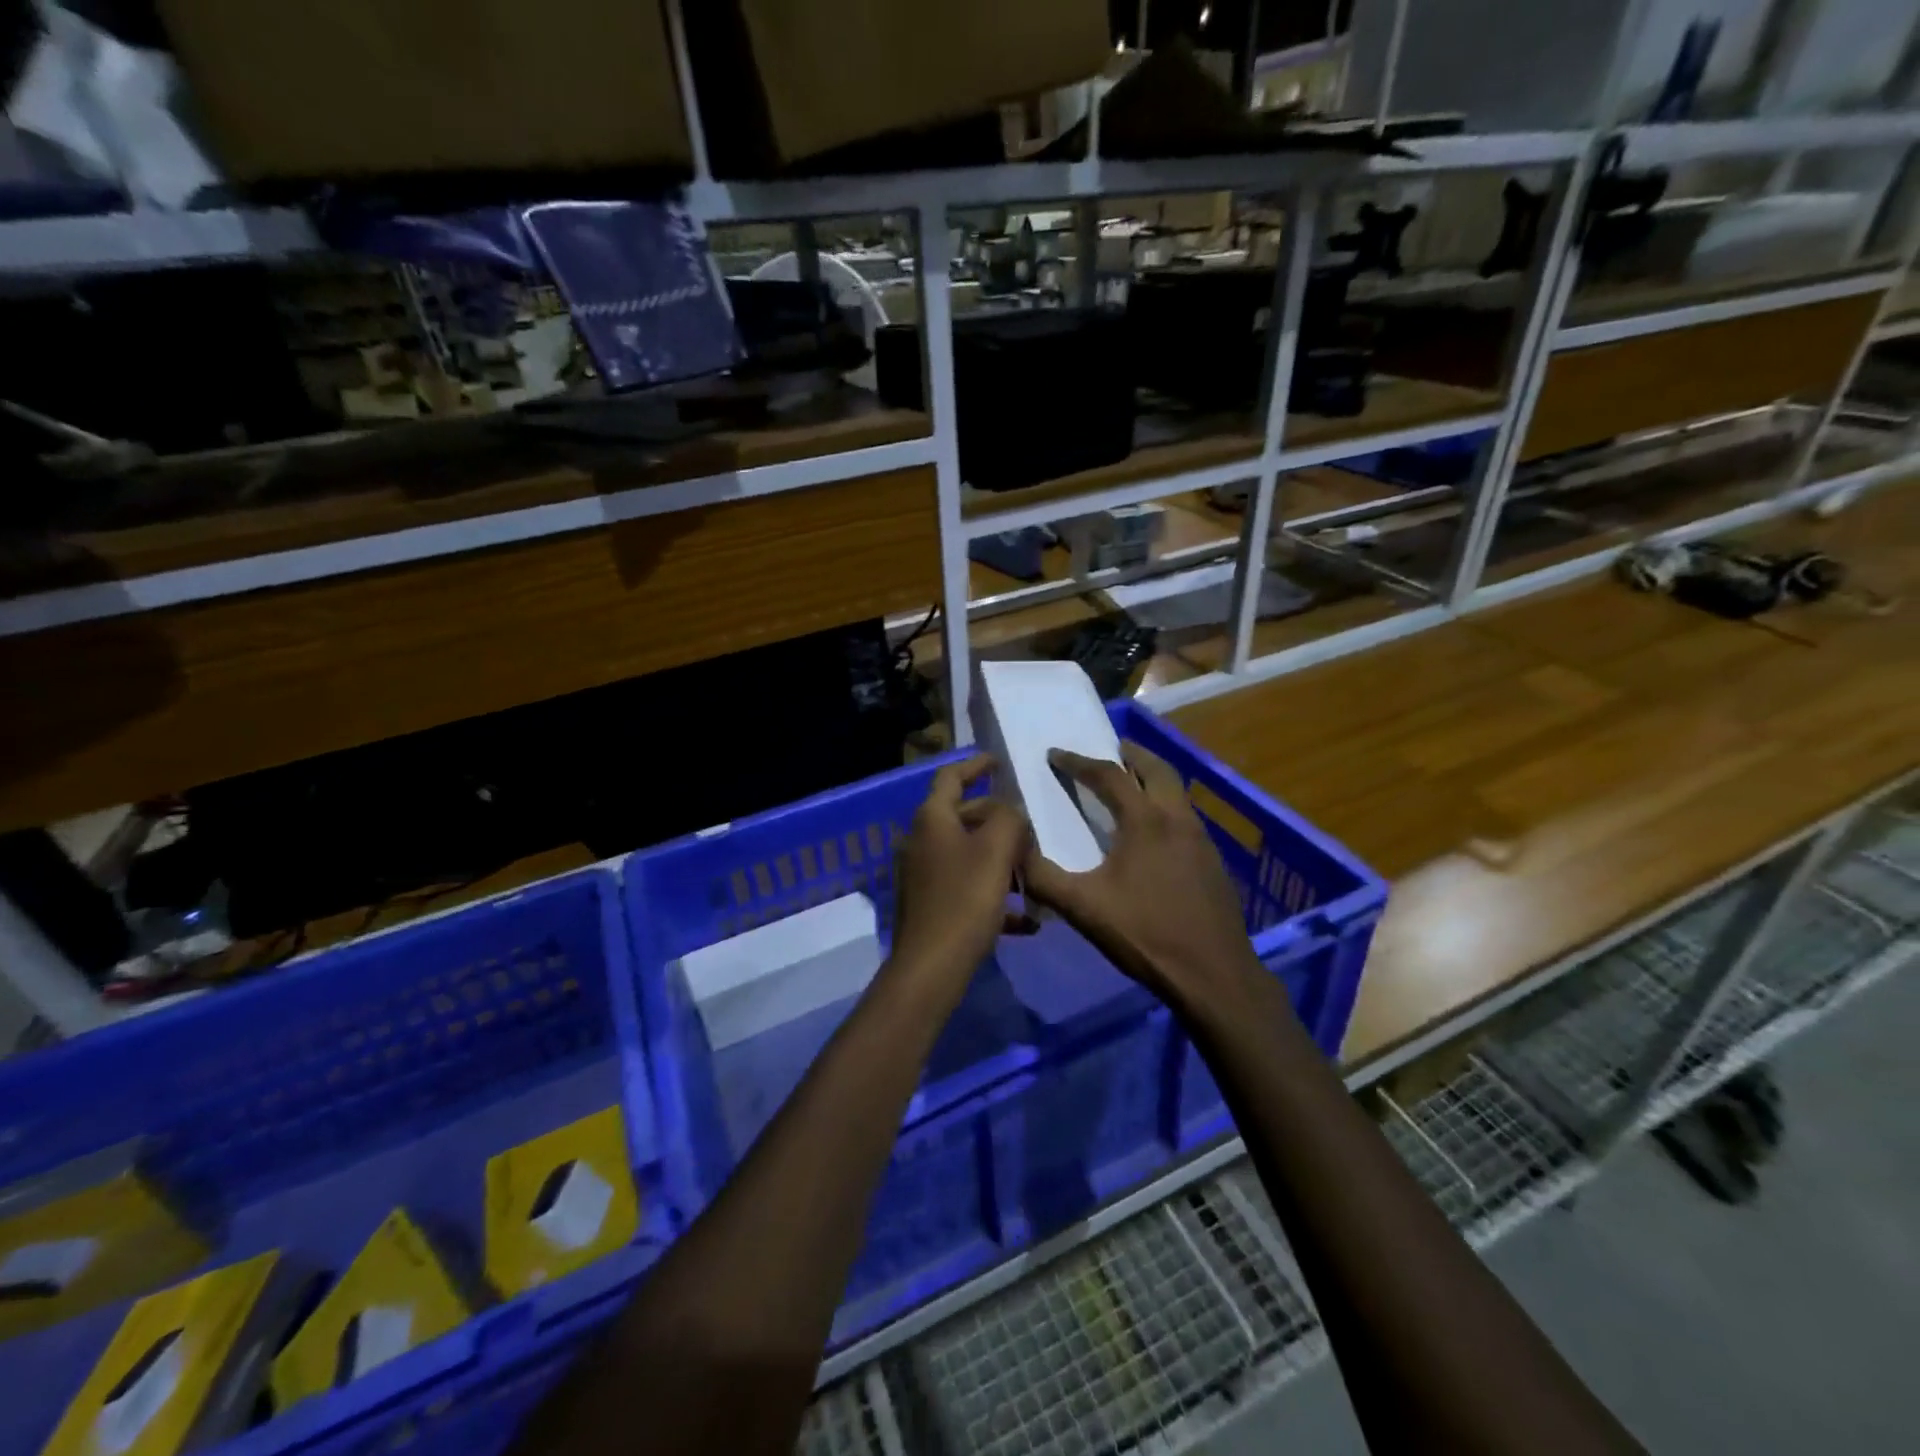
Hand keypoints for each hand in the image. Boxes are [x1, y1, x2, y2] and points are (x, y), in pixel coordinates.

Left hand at [888, 757, 1032, 996]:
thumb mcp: (996, 850)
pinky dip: (995, 895)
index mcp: (932, 819)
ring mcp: (923, 875)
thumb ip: (1009, 818)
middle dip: (998, 820)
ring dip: (1001, 860)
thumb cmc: (964, 900)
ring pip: (969, 855)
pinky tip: (1027, 919)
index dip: (976, 765)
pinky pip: (968, 890)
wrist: (931, 968)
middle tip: (1031, 827)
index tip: (999, 761)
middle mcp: (922, 841)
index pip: (951, 777)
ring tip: (1034, 871)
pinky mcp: (931, 906)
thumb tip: (1010, 812)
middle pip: (963, 817)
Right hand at [1022, 745, 1263, 1010]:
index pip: (1108, 775)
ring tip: (1131, 784)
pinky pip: (1186, 817)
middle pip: (1156, 769)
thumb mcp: (1083, 908)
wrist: (1214, 975)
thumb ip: (1043, 877)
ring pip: (1176, 792)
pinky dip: (1166, 806)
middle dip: (1130, 754)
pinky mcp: (1213, 862)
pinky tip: (1155, 833)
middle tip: (1109, 749)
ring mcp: (1201, 839)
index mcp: (1145, 821)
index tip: (1054, 754)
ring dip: (1152, 778)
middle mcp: (1177, 819)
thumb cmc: (1145, 934)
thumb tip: (1014, 849)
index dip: (1078, 762)